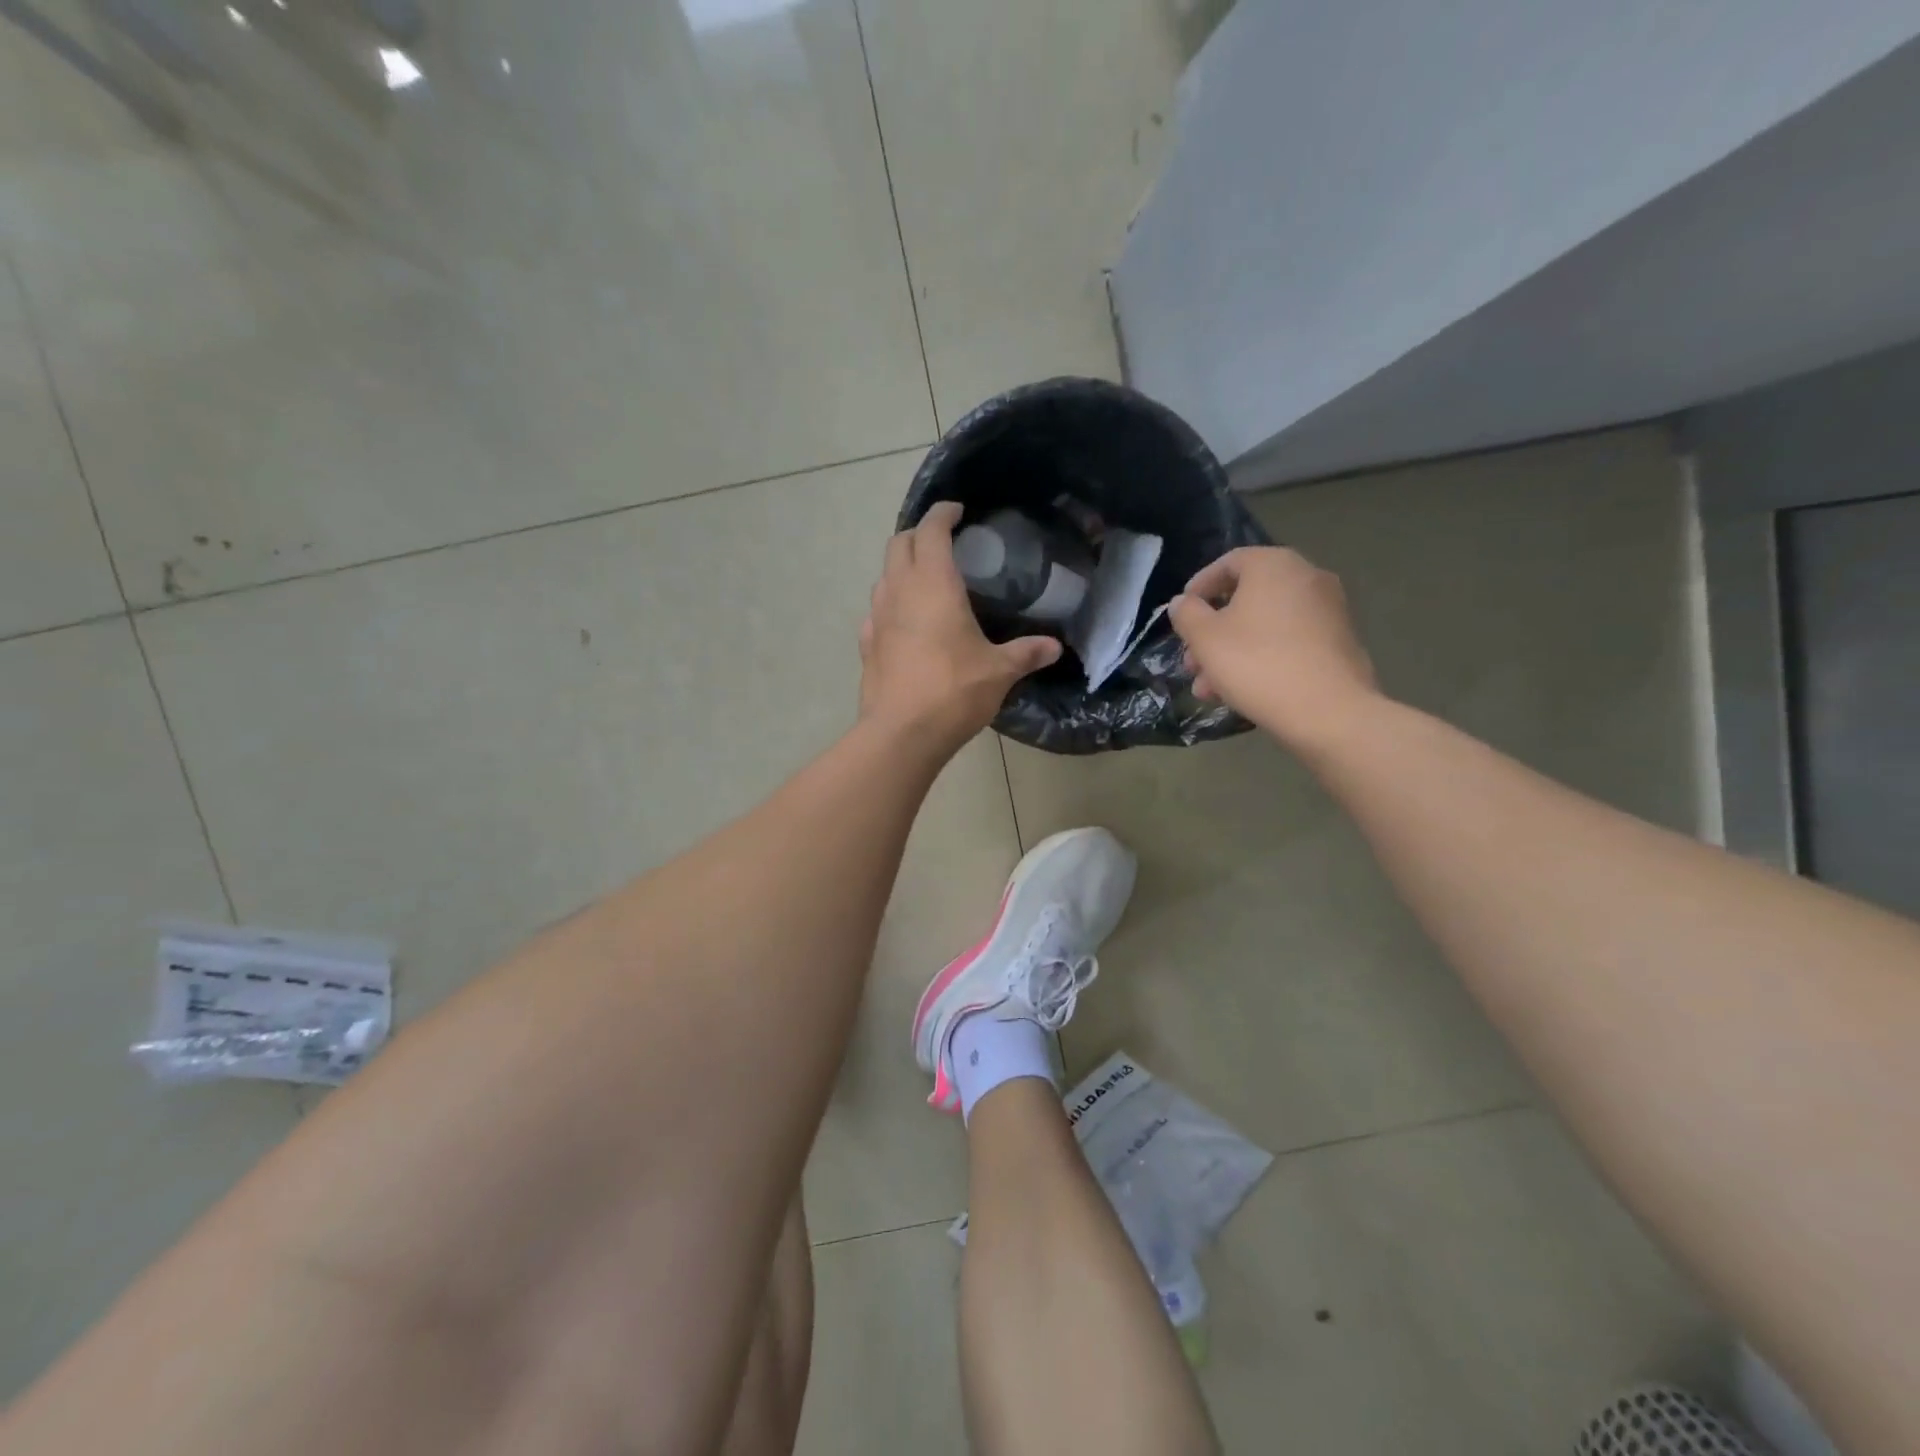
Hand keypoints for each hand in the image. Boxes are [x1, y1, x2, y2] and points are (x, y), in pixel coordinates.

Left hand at [859, 501, 1062, 750]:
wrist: (902, 733)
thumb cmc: (954, 691)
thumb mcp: (999, 671)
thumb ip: (1026, 653)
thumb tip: (1054, 647)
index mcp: (933, 584)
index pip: (930, 530)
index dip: (942, 514)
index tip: (957, 511)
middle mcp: (899, 591)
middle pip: (899, 544)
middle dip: (918, 534)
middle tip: (942, 542)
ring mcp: (877, 618)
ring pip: (883, 576)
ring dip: (901, 568)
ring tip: (926, 581)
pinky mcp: (866, 644)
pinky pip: (876, 611)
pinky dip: (890, 604)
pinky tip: (905, 623)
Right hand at [1167, 546, 1378, 749]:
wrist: (1329, 711)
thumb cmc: (1257, 663)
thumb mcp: (1205, 638)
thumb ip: (1186, 613)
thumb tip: (1183, 602)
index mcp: (1274, 565)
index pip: (1228, 562)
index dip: (1199, 586)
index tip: (1181, 613)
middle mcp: (1306, 577)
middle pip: (1246, 598)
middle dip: (1212, 631)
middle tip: (1190, 661)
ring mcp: (1328, 609)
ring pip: (1264, 624)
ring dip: (1231, 651)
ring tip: (1208, 688)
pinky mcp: (1339, 641)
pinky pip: (1288, 641)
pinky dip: (1261, 657)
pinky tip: (1240, 691)